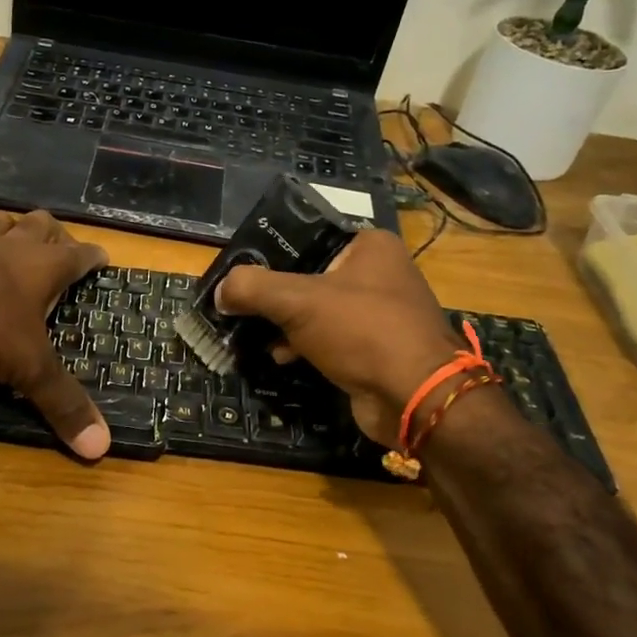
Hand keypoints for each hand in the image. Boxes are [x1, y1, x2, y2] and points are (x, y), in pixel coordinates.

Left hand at [0, 211, 111, 458]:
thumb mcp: (25, 366)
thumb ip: (61, 401)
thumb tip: (101, 447)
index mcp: (42, 267)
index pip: (79, 254)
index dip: (93, 257)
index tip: (102, 259)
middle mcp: (10, 247)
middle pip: (40, 225)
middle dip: (54, 233)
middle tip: (59, 248)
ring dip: (9, 231)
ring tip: (12, 242)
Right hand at [216, 228, 460, 447]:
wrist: (416, 398)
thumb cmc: (362, 331)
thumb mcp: (298, 301)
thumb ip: (252, 288)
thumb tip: (220, 291)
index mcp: (370, 245)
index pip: (307, 237)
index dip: (270, 253)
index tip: (238, 270)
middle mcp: (379, 273)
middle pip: (309, 275)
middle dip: (273, 295)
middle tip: (238, 304)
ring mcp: (379, 312)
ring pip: (316, 310)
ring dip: (284, 323)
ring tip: (249, 333)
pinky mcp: (375, 348)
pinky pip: (329, 338)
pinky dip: (303, 345)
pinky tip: (279, 356)